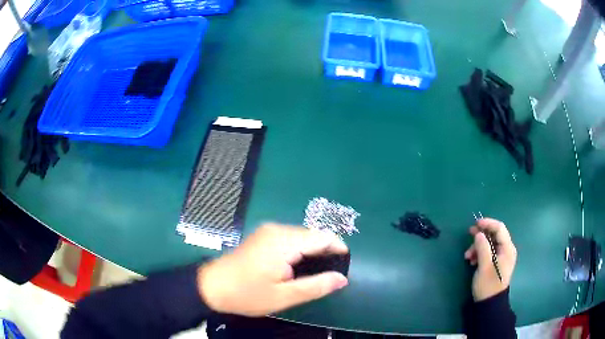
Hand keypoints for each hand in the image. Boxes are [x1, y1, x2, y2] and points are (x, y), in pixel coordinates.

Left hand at [197, 224, 348, 315]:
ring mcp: (268, 231)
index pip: (323, 236)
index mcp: (284, 242)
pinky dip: (299, 251)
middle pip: (313, 235)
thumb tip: (342, 278)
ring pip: (302, 237)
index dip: (338, 249)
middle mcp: (277, 230)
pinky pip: (290, 239)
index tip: (343, 267)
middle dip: (324, 253)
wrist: (211, 286)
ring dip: (311, 253)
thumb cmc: (247, 294)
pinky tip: (295, 269)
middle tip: (326, 277)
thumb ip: (316, 286)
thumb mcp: (284, 296)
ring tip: (312, 275)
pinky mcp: (263, 236)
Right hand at [464, 218, 516, 300]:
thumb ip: (482, 248)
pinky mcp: (497, 263)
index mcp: (507, 249)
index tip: (475, 224)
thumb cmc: (488, 285)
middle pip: (494, 235)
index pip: (499, 228)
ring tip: (468, 256)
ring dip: (478, 246)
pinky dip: (480, 253)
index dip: (488, 223)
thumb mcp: (484, 266)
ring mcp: (502, 256)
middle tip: (469, 234)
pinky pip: (489, 252)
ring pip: (490, 243)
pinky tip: (472, 260)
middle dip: (481, 235)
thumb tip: (478, 234)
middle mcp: (507, 250)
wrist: (489, 303)